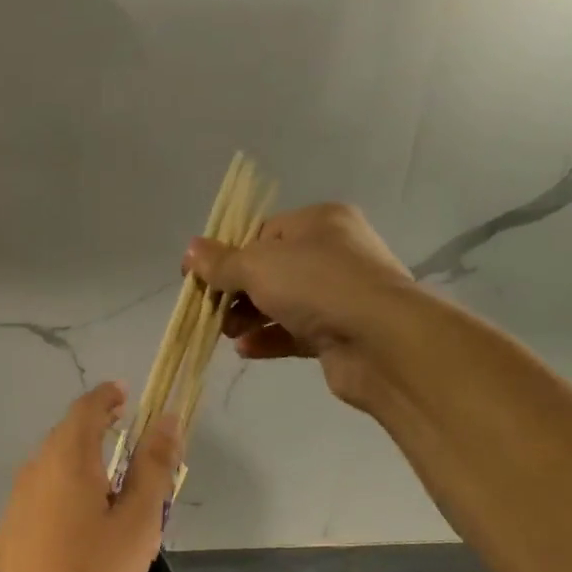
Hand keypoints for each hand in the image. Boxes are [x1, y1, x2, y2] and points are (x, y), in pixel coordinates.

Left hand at [0, 383, 182, 571]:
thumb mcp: (139, 519)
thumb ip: (154, 466)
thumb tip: (167, 420)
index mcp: (66, 458)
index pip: (86, 409)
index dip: (107, 397)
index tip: (126, 394)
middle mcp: (35, 470)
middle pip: (67, 436)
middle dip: (97, 429)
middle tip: (128, 439)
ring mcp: (17, 501)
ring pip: (53, 467)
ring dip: (82, 463)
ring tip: (113, 485)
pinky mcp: (10, 531)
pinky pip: (43, 494)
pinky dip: (66, 490)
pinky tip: (82, 525)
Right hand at [183, 202, 410, 409]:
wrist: (381, 341)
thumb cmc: (317, 286)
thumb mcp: (258, 265)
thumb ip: (222, 261)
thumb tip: (190, 251)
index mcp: (319, 222)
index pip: (263, 232)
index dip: (228, 253)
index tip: (199, 277)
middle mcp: (333, 253)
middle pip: (270, 270)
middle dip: (236, 291)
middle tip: (211, 310)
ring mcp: (339, 295)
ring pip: (281, 303)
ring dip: (248, 317)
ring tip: (225, 332)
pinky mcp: (338, 333)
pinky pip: (293, 333)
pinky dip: (268, 339)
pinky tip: (245, 349)